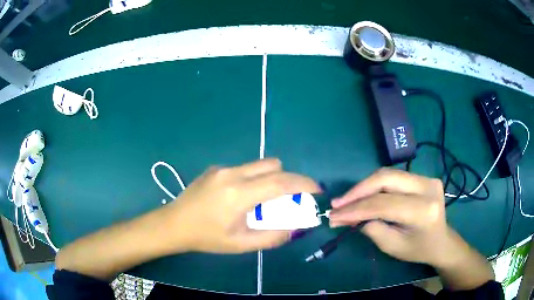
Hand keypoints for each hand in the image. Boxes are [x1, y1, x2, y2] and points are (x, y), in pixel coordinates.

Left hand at [166, 158, 320, 253]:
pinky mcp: (216, 168)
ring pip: (259, 165)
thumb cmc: (206, 237)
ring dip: (271, 178)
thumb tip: (295, 227)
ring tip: (264, 200)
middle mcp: (232, 174)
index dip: (303, 184)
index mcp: (238, 194)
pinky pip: (244, 169)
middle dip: (289, 179)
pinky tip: (241, 197)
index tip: (317, 191)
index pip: (280, 182)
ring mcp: (222, 168)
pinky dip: (254, 179)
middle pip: (273, 166)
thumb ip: (272, 236)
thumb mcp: (240, 244)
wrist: (174, 224)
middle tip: (290, 199)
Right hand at [328, 168, 458, 266]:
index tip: (334, 215)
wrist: (441, 241)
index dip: (355, 209)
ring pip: (388, 174)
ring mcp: (427, 178)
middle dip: (358, 191)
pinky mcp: (424, 176)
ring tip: (347, 200)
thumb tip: (347, 216)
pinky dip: (375, 186)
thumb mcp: (392, 247)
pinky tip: (364, 196)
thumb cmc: (418, 249)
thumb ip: (371, 228)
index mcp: (423, 210)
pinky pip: (394, 177)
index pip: (383, 204)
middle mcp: (427, 187)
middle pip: (385, 179)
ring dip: (364, 187)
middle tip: (338, 204)